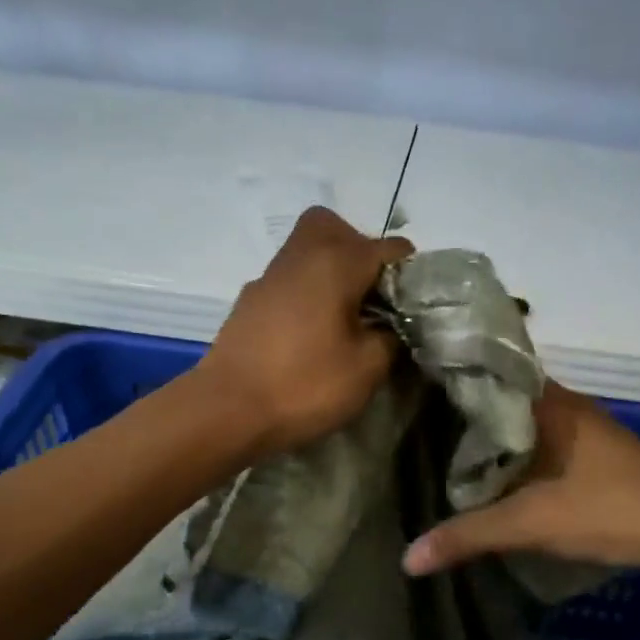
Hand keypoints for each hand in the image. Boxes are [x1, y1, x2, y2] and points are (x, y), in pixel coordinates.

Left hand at [201, 206, 413, 455]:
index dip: (410, 275)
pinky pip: (290, 279)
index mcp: (336, 262)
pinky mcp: (250, 300)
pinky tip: (311, 333)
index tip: (412, 309)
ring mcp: (270, 276)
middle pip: (337, 228)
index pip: (390, 248)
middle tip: (372, 296)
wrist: (227, 411)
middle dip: (362, 253)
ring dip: (332, 272)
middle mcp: (301, 255)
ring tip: (345, 318)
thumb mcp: (368, 368)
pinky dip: (307, 292)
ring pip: (308, 250)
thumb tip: (391, 325)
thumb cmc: (305, 385)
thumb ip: (391, 337)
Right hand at [402, 380, 639, 574]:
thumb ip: (471, 535)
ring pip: (527, 425)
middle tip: (420, 428)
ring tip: (447, 452)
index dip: (454, 382)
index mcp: (551, 403)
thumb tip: (408, 559)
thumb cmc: (609, 509)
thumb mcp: (532, 523)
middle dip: (468, 415)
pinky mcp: (598, 455)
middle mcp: (568, 405)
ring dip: (496, 439)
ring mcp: (587, 430)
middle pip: (506, 402)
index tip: (414, 393)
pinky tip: (499, 476)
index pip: (491, 376)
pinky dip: (519, 455)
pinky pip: (545, 444)